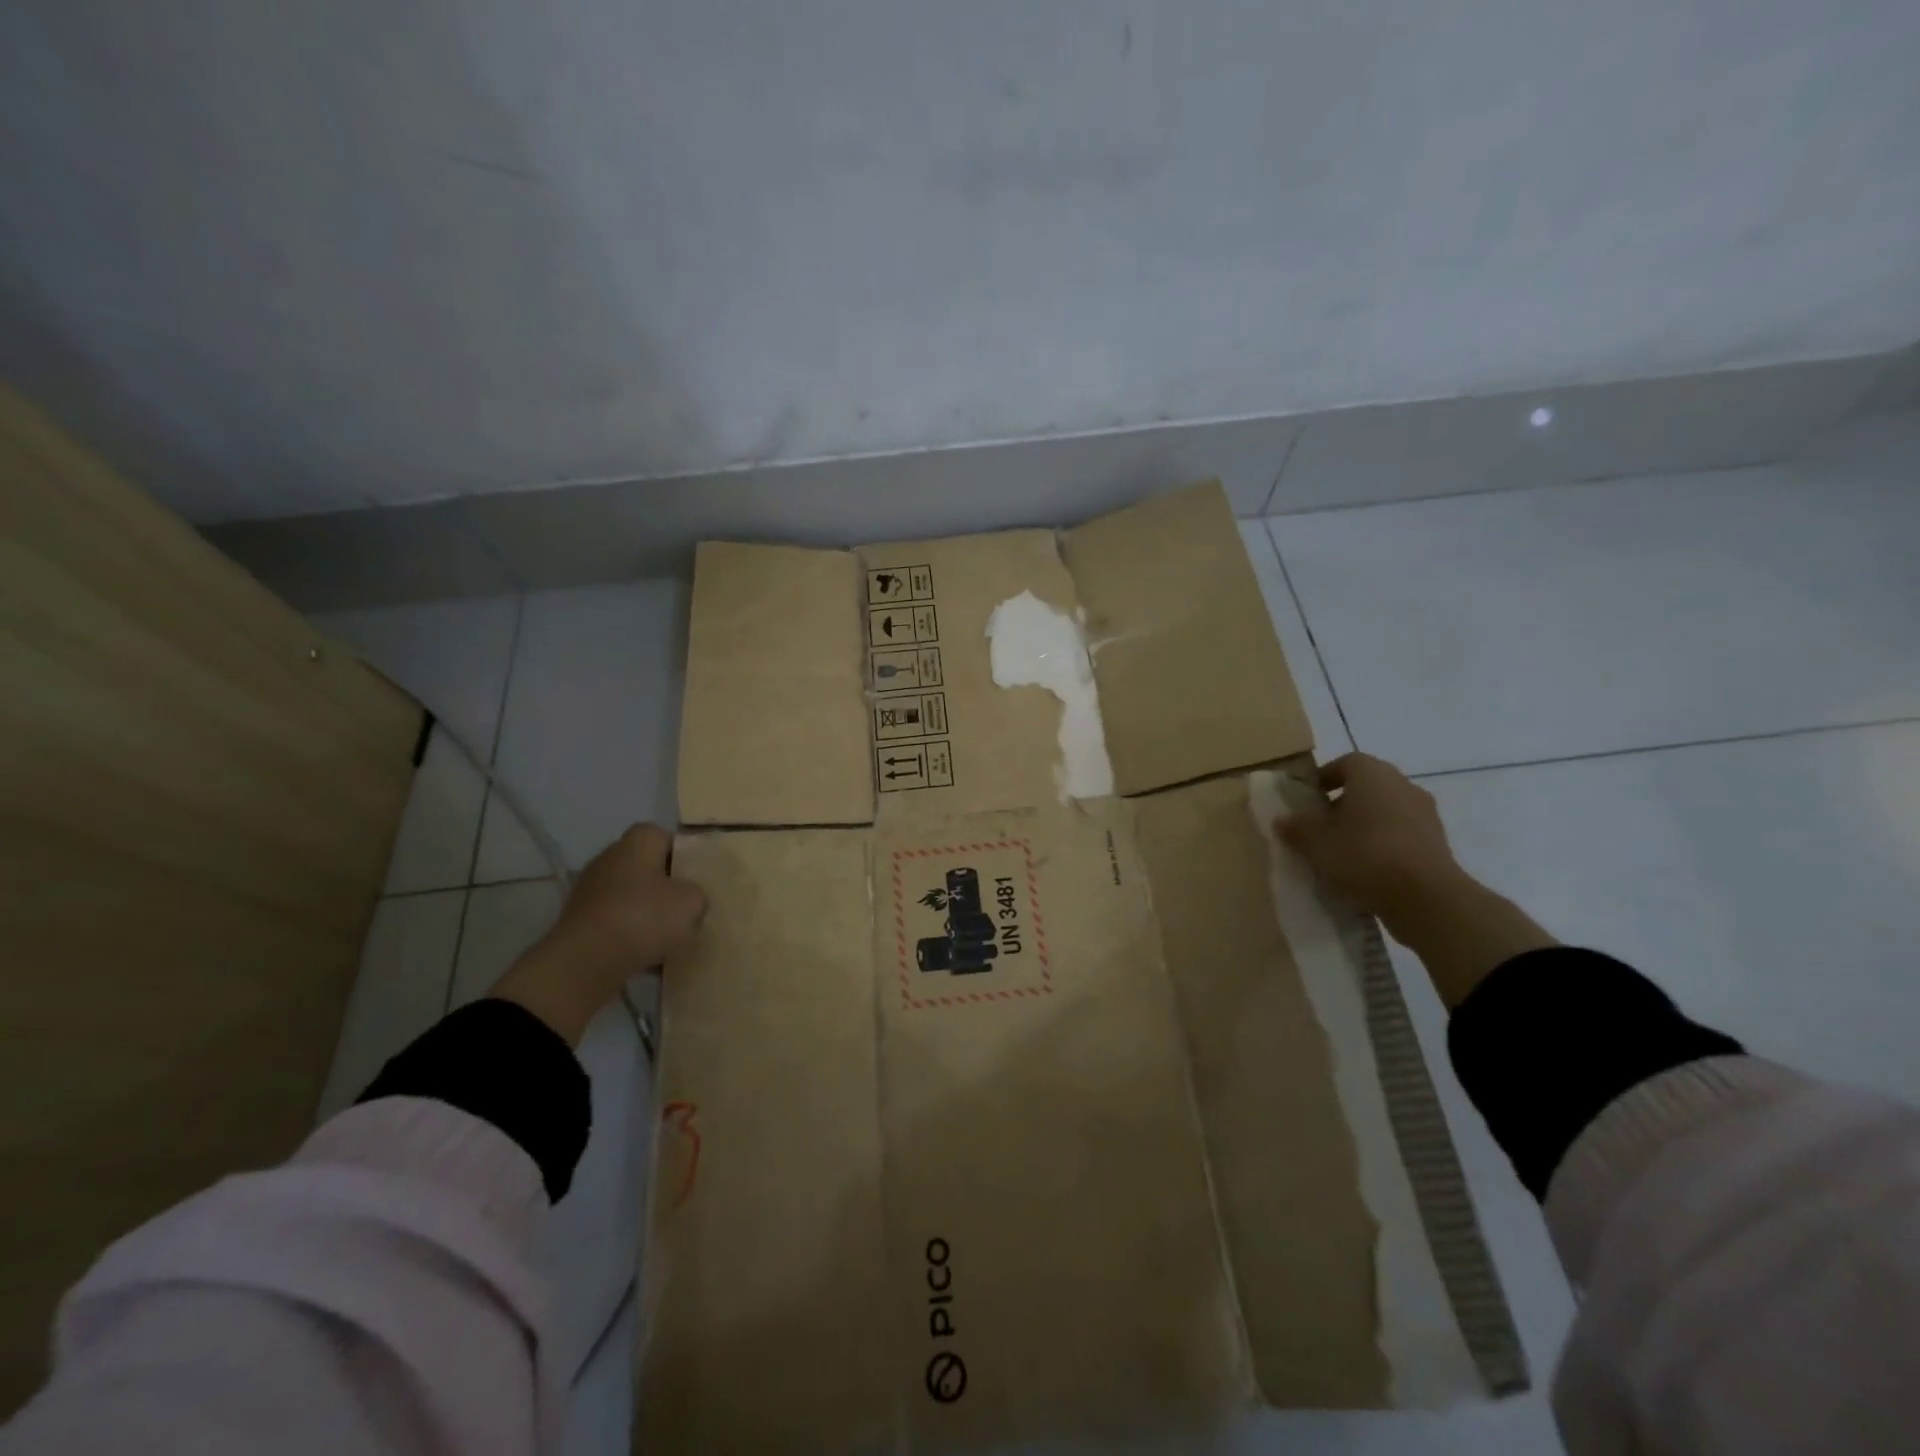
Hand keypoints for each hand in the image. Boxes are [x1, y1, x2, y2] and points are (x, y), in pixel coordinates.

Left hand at [489, 824, 706, 1044]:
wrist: (585, 962)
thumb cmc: (644, 918)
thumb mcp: (692, 903)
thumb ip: (697, 895)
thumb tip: (688, 899)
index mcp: (637, 842)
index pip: (664, 837)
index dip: (682, 855)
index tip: (695, 879)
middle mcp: (610, 858)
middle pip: (646, 868)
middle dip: (666, 887)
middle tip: (686, 909)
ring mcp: (590, 890)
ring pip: (631, 898)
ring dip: (648, 914)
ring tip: (670, 939)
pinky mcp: (580, 921)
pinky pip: (616, 923)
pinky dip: (630, 936)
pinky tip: (647, 957)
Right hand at [1278, 753, 1553, 1007]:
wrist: (1426, 898)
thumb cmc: (1364, 855)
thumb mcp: (1315, 842)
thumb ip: (1296, 827)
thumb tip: (1283, 820)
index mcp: (1373, 775)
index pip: (1346, 762)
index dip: (1325, 777)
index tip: (1309, 799)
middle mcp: (1403, 786)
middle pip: (1368, 787)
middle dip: (1343, 803)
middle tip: (1320, 827)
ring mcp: (1425, 815)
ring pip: (1386, 812)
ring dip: (1365, 825)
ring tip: (1342, 852)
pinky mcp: (1437, 844)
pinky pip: (1402, 836)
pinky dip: (1384, 845)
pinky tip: (1367, 870)